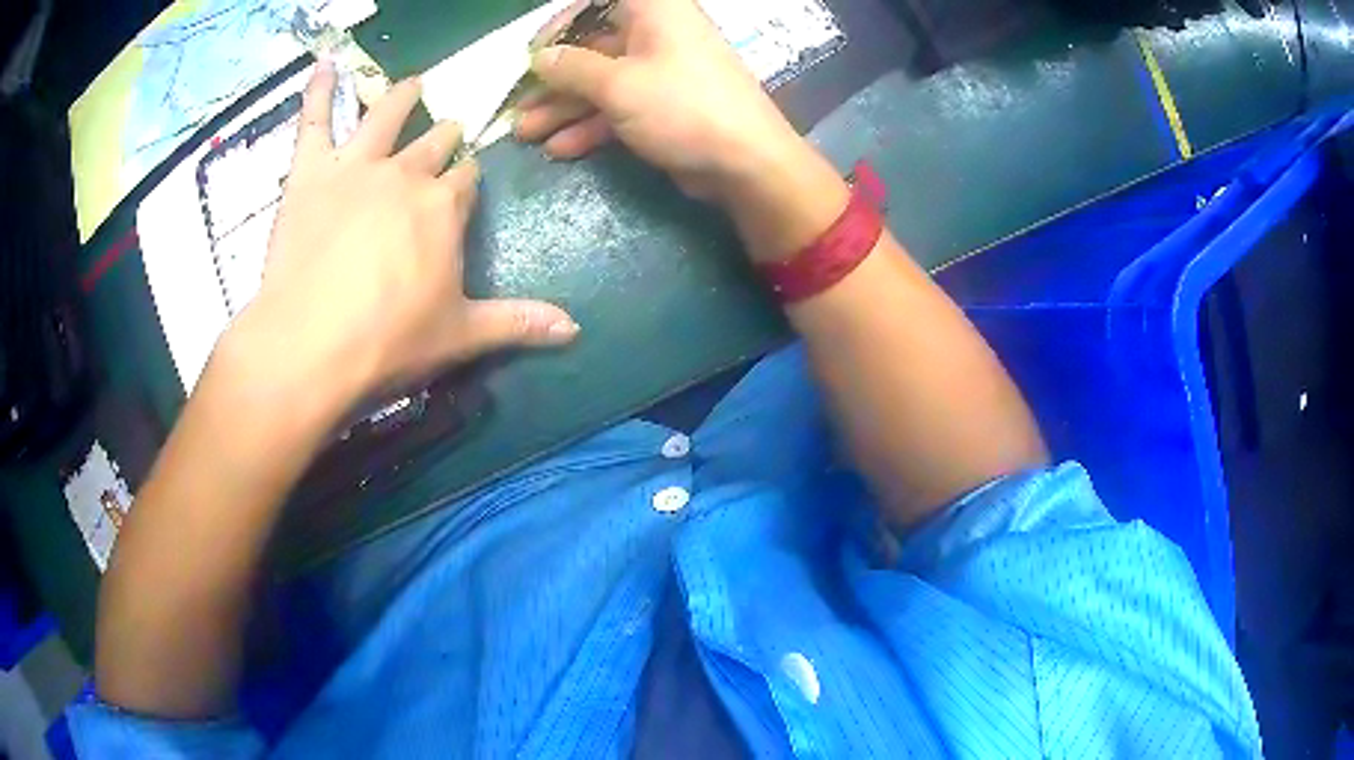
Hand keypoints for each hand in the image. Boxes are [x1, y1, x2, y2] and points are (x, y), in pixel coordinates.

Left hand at [234, 63, 578, 414]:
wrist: (310, 346)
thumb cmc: (389, 342)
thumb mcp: (461, 336)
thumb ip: (517, 323)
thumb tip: (575, 329)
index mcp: (445, 207)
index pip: (466, 180)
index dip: (466, 181)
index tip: (465, 184)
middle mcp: (406, 173)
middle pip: (433, 145)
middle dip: (445, 138)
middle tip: (450, 130)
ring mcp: (357, 166)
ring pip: (384, 116)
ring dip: (402, 98)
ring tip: (413, 85)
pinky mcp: (310, 173)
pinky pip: (314, 120)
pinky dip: (319, 91)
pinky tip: (324, 66)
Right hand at [515, 0, 803, 201]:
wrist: (745, 164)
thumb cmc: (683, 107)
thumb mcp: (618, 85)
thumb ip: (571, 68)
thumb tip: (539, 58)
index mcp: (654, 11)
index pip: (598, 2)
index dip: (562, 22)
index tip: (535, 51)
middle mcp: (656, 35)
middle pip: (593, 46)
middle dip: (553, 77)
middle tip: (518, 102)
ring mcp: (660, 72)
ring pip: (601, 81)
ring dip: (563, 106)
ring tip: (526, 133)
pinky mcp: (662, 107)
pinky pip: (617, 107)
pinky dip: (590, 125)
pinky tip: (559, 148)